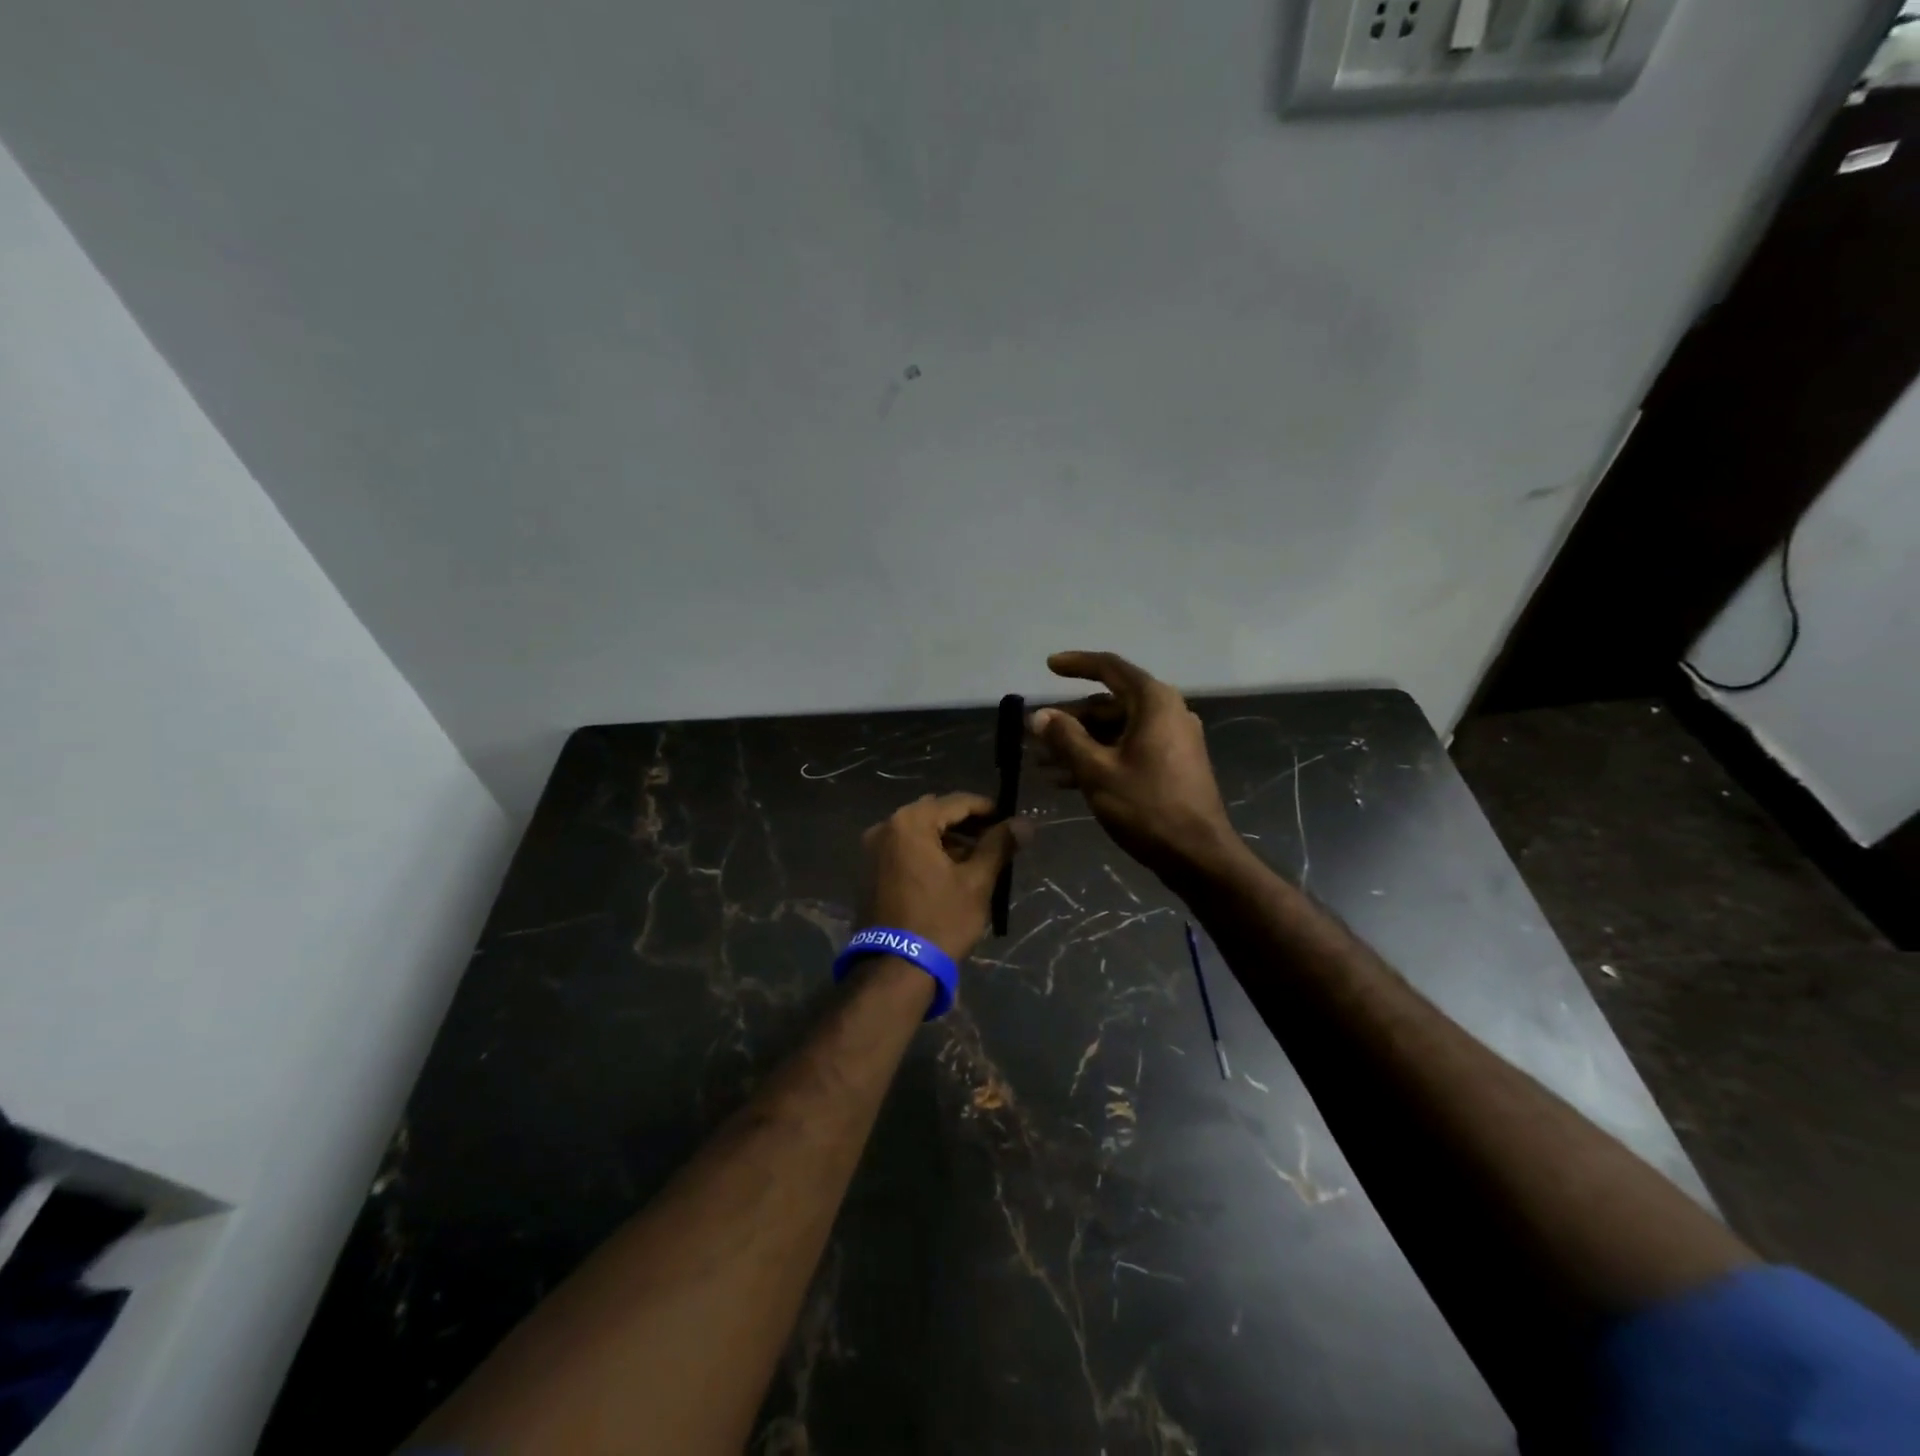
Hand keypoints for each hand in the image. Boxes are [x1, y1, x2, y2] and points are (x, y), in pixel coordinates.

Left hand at [857, 793, 1021, 961]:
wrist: (896, 969)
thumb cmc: (940, 920)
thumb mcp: (976, 882)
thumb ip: (999, 845)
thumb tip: (1025, 822)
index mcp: (909, 822)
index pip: (957, 802)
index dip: (988, 809)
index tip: (1011, 820)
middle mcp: (885, 827)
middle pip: (936, 814)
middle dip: (968, 825)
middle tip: (998, 840)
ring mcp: (873, 850)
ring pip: (920, 833)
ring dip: (949, 840)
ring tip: (979, 859)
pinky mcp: (870, 871)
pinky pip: (906, 850)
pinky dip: (929, 853)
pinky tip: (952, 871)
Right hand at [1031, 651, 1242, 886]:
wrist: (1198, 856)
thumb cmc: (1147, 806)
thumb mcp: (1097, 771)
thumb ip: (1065, 738)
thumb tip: (1039, 715)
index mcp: (1153, 702)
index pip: (1109, 667)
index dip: (1076, 664)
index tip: (1048, 667)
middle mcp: (1166, 712)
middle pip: (1109, 703)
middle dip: (1069, 719)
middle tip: (1035, 733)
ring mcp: (1171, 740)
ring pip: (1115, 730)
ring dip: (1078, 743)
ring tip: (1041, 762)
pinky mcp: (1170, 765)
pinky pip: (1127, 749)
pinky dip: (1098, 757)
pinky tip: (1065, 780)